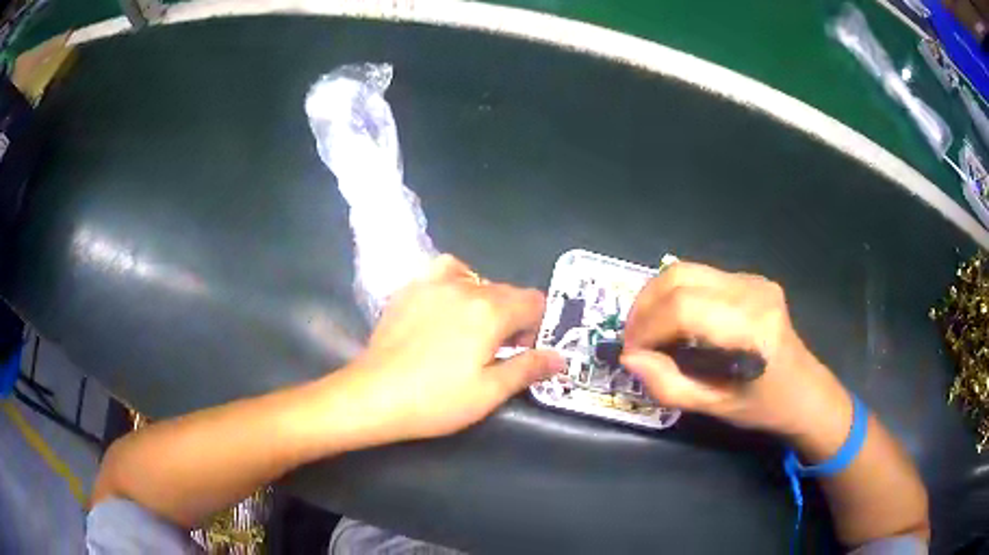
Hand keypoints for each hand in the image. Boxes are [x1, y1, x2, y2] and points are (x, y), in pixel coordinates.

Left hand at [331, 254, 564, 444]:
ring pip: (478, 281)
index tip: (524, 351)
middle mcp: (466, 287)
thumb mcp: (489, 392)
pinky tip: (449, 304)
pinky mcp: (410, 289)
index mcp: (491, 311)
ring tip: (475, 329)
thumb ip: (529, 368)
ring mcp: (433, 284)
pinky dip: (457, 281)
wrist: (374, 395)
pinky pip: (444, 271)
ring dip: (488, 301)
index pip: (534, 301)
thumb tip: (560, 357)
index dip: (538, 326)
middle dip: (515, 317)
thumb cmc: (436, 400)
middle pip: (508, 291)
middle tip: (501, 351)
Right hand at [622, 261, 850, 436]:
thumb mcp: (714, 407)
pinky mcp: (750, 279)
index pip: (683, 308)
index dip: (646, 327)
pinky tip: (672, 322)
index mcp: (751, 327)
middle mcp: (752, 291)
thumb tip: (630, 358)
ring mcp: (752, 280)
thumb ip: (669, 385)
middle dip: (644, 307)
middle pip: (679, 278)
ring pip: (685, 270)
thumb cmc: (763, 406)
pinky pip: (699, 277)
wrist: (805, 390)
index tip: (631, 353)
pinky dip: (674, 296)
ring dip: (655, 298)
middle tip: (633, 340)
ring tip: (646, 331)